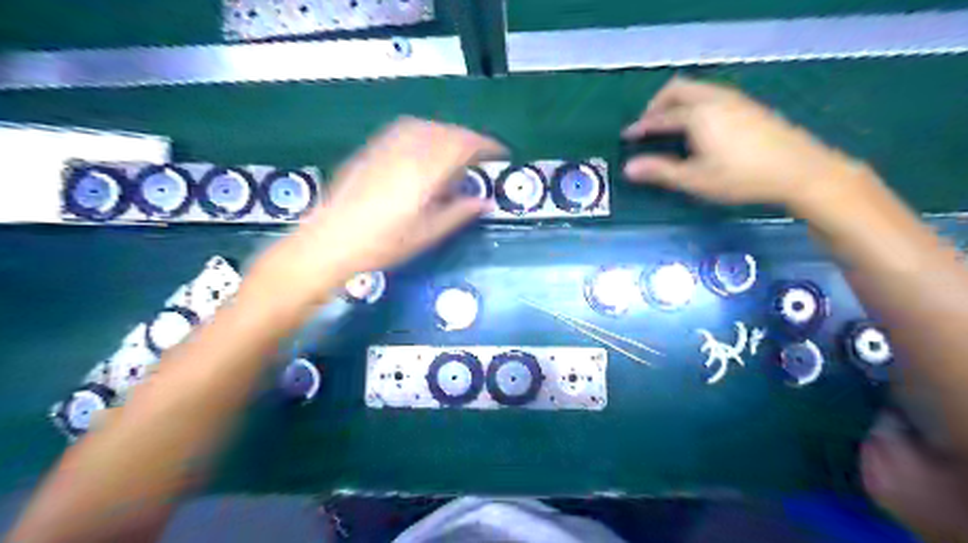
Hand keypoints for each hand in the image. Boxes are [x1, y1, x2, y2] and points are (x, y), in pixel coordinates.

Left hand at [297, 117, 506, 278]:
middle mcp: (408, 150)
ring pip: (427, 127)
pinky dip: (426, 133)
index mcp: (426, 171)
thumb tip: (486, 202)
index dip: (487, 146)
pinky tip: (425, 149)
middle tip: (481, 157)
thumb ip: (459, 213)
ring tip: (456, 152)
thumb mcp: (427, 233)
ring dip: (448, 134)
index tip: (501, 153)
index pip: (464, 145)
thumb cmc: (383, 243)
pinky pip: (406, 129)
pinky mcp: (372, 148)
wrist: (331, 239)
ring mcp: (387, 146)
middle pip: (447, 132)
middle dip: (469, 140)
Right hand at [623, 79, 865, 208]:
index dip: (642, 126)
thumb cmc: (741, 177)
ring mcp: (736, 100)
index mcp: (698, 115)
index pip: (662, 117)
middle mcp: (715, 100)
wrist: (799, 170)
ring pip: (698, 89)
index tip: (627, 135)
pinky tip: (701, 125)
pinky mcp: (750, 107)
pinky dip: (696, 103)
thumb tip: (628, 168)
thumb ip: (660, 172)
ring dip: (678, 101)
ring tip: (671, 123)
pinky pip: (713, 94)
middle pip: (678, 89)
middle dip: (658, 104)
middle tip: (648, 123)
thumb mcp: (695, 179)